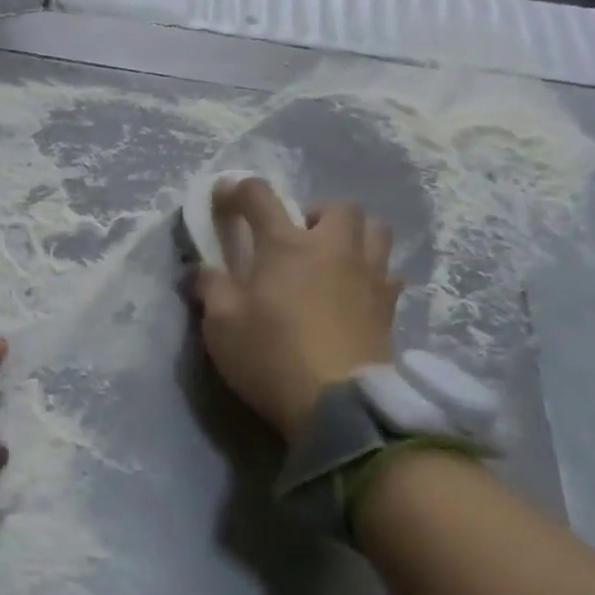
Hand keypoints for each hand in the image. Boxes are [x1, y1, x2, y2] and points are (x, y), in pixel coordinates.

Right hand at [191, 178, 403, 441]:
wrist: (339, 405)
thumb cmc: (271, 355)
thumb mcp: (221, 324)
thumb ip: (211, 288)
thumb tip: (204, 270)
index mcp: (286, 245)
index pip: (259, 196)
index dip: (237, 189)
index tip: (224, 196)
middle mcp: (332, 248)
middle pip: (335, 206)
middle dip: (313, 212)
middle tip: (295, 238)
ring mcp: (368, 275)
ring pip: (374, 229)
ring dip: (352, 233)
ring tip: (332, 257)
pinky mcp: (389, 305)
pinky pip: (388, 271)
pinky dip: (373, 272)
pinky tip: (357, 291)